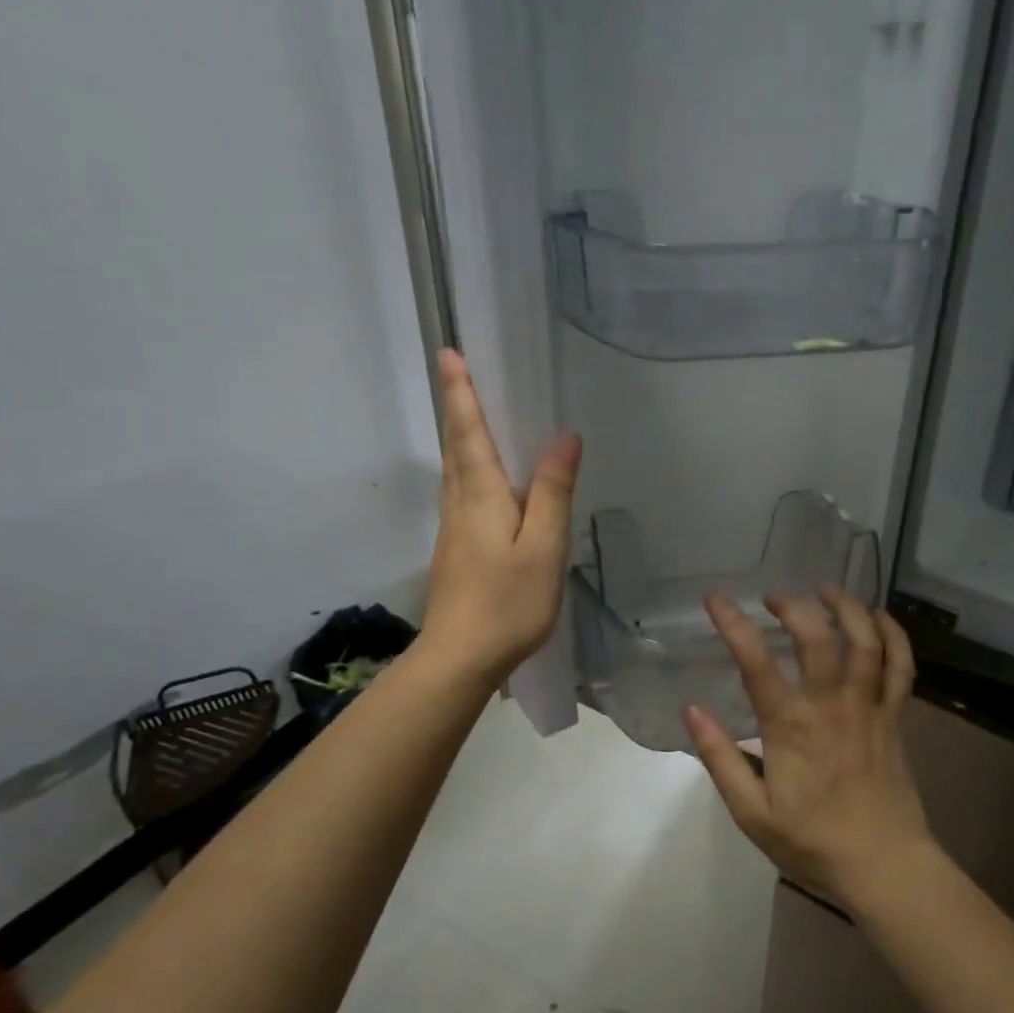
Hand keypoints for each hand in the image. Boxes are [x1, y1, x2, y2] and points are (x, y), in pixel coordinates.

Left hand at [420, 349, 581, 684]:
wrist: (459, 659)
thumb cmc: (508, 602)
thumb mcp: (543, 546)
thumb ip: (552, 492)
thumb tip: (564, 437)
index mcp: (481, 495)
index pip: (469, 432)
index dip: (461, 393)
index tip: (449, 353)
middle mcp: (460, 504)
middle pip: (456, 446)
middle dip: (457, 406)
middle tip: (459, 372)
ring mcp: (453, 529)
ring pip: (455, 470)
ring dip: (461, 435)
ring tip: (473, 413)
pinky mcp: (455, 550)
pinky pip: (462, 493)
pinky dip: (469, 468)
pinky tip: (487, 479)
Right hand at [685, 587, 935, 912]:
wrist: (885, 866)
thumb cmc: (813, 842)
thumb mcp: (751, 813)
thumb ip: (720, 758)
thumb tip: (691, 709)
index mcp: (791, 726)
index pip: (756, 662)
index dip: (733, 624)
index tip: (715, 599)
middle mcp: (832, 704)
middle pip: (818, 636)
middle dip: (793, 606)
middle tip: (774, 598)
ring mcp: (870, 706)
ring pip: (865, 640)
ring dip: (846, 607)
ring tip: (825, 590)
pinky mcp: (897, 715)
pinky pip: (901, 665)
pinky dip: (893, 634)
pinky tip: (877, 617)